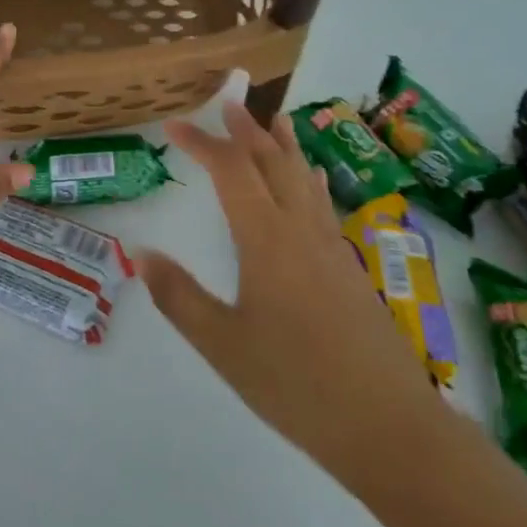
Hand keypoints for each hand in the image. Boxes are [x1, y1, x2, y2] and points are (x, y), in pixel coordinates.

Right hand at [138, 103, 436, 493]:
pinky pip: (324, 204)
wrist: (387, 424)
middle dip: (247, 130)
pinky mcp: (350, 268)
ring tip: (275, 119)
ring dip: (285, 146)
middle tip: (228, 102)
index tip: (173, 126)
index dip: (201, 143)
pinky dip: (309, 179)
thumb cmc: (296, 384)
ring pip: (305, 179)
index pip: (230, 171)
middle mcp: (302, 229)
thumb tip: (139, 253)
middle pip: (273, 163)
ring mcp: (332, 246)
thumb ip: (179, 296)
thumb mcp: (222, 344)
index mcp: (267, 239)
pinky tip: (313, 180)